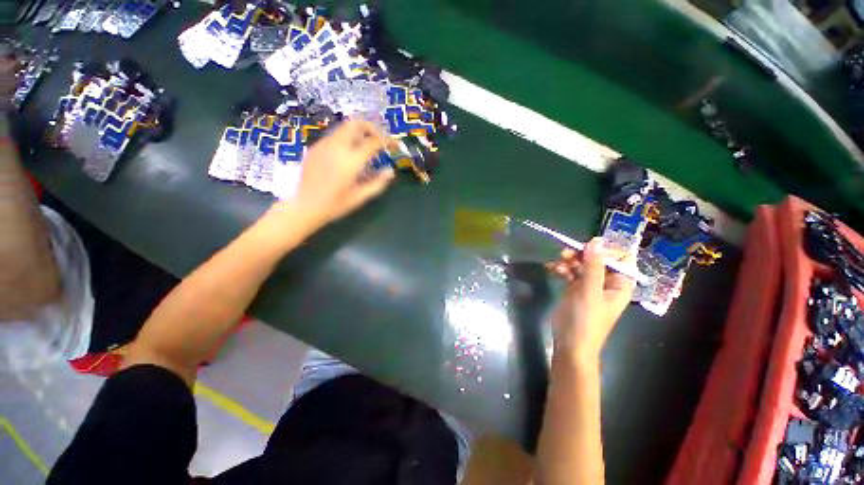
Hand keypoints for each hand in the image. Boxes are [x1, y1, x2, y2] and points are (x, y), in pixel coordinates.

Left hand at [284, 120, 395, 226]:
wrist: (303, 206)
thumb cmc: (334, 205)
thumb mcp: (360, 197)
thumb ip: (377, 183)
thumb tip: (390, 171)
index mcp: (350, 161)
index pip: (373, 142)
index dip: (388, 140)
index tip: (395, 144)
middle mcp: (337, 147)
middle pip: (356, 124)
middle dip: (371, 128)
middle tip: (379, 140)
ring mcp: (323, 145)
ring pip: (344, 127)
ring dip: (358, 132)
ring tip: (365, 146)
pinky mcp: (315, 148)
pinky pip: (334, 136)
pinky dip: (346, 138)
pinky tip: (348, 154)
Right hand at [549, 238, 635, 364]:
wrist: (570, 343)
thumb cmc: (585, 319)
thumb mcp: (590, 291)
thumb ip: (593, 265)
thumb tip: (596, 240)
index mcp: (619, 284)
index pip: (621, 259)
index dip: (606, 251)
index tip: (587, 249)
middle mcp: (606, 283)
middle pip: (598, 260)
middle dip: (582, 255)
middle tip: (565, 254)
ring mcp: (589, 286)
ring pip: (582, 265)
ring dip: (569, 261)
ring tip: (557, 263)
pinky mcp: (574, 289)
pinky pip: (570, 272)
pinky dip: (561, 269)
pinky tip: (551, 269)